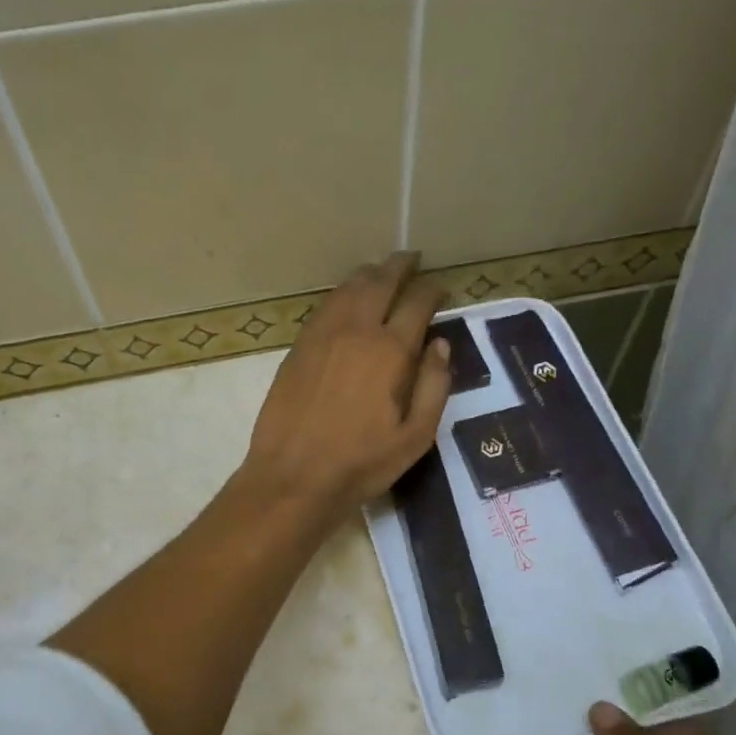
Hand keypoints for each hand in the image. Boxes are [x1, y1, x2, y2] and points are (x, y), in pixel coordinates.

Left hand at [237, 252, 451, 520]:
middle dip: (399, 266)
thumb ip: (435, 387)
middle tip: (411, 259)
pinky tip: (346, 298)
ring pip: (348, 289)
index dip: (432, 290)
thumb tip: (440, 345)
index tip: (441, 289)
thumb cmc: (362, 462)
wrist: (294, 475)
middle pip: (380, 283)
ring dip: (368, 274)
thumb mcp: (416, 436)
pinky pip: (324, 306)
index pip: (417, 303)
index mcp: (390, 351)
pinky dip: (341, 293)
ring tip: (380, 270)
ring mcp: (322, 336)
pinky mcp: (298, 347)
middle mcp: (356, 331)